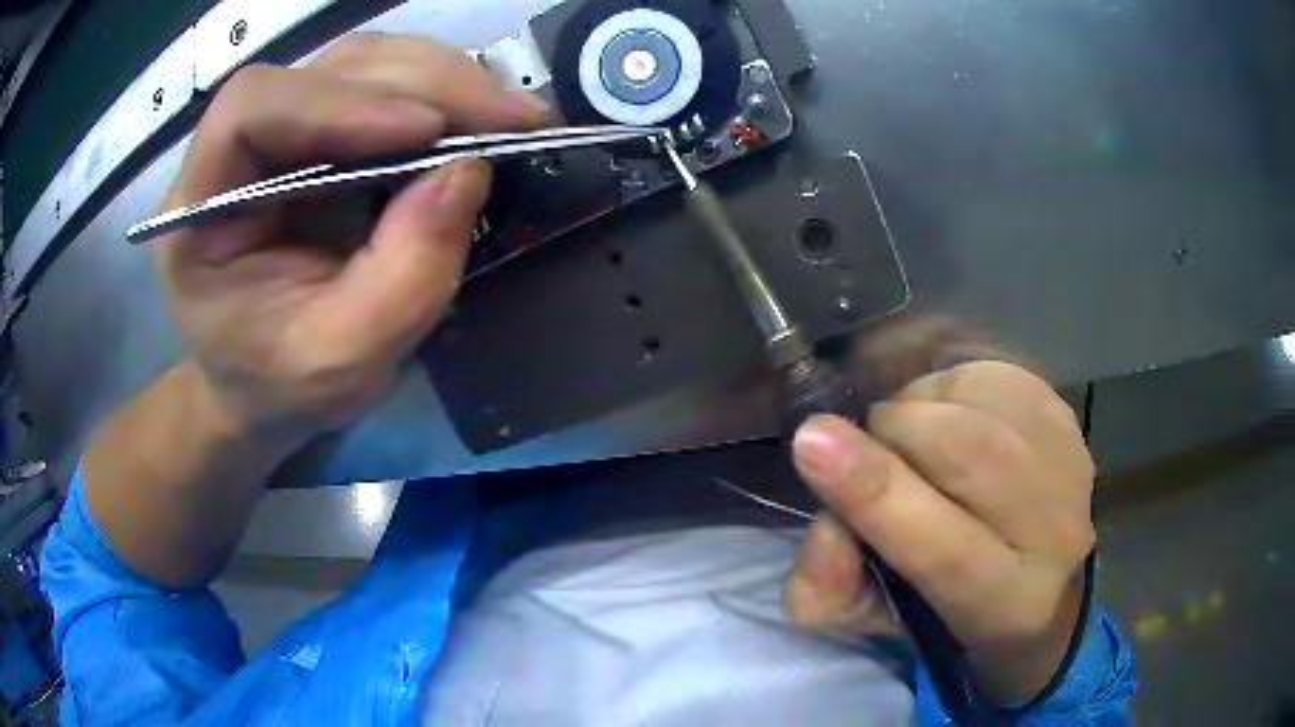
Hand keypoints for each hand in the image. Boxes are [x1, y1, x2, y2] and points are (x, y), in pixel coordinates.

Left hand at [155, 34, 549, 441]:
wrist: (265, 384)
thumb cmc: (282, 385)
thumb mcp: (341, 361)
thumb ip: (403, 279)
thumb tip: (470, 171)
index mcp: (199, 209)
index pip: (251, 110)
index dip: (337, 103)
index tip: (424, 131)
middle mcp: (234, 150)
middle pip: (325, 71)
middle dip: (423, 84)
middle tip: (510, 118)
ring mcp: (281, 131)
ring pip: (363, 63)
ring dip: (442, 79)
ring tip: (505, 118)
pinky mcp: (321, 130)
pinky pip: (382, 82)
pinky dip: (439, 91)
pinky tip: (475, 119)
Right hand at [784, 361, 1093, 703]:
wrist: (1032, 569)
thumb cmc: (943, 605)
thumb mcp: (872, 618)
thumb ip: (829, 591)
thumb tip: (823, 527)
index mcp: (1006, 605)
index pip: (944, 550)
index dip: (876, 494)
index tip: (811, 441)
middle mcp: (1057, 534)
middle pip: (970, 453)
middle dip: (895, 433)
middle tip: (866, 445)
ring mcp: (1070, 463)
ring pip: (979, 402)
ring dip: (919, 406)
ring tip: (908, 438)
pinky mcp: (1064, 416)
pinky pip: (990, 375)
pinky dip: (946, 387)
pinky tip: (945, 415)